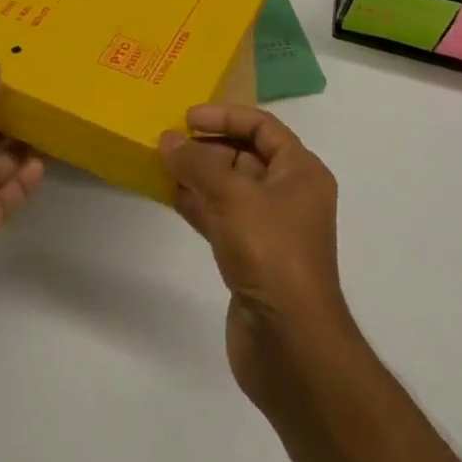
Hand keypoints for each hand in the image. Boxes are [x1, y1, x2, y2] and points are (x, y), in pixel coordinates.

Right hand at [160, 105, 351, 408]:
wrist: (290, 346)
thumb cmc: (270, 253)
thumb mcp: (231, 195)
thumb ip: (196, 163)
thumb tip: (167, 139)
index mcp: (301, 172)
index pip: (263, 126)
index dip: (226, 115)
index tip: (188, 118)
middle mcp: (289, 195)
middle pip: (245, 154)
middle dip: (207, 146)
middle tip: (168, 141)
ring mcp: (270, 229)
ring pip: (230, 187)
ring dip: (198, 175)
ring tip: (161, 164)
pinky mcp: (251, 258)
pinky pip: (221, 217)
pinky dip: (198, 204)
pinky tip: (170, 196)